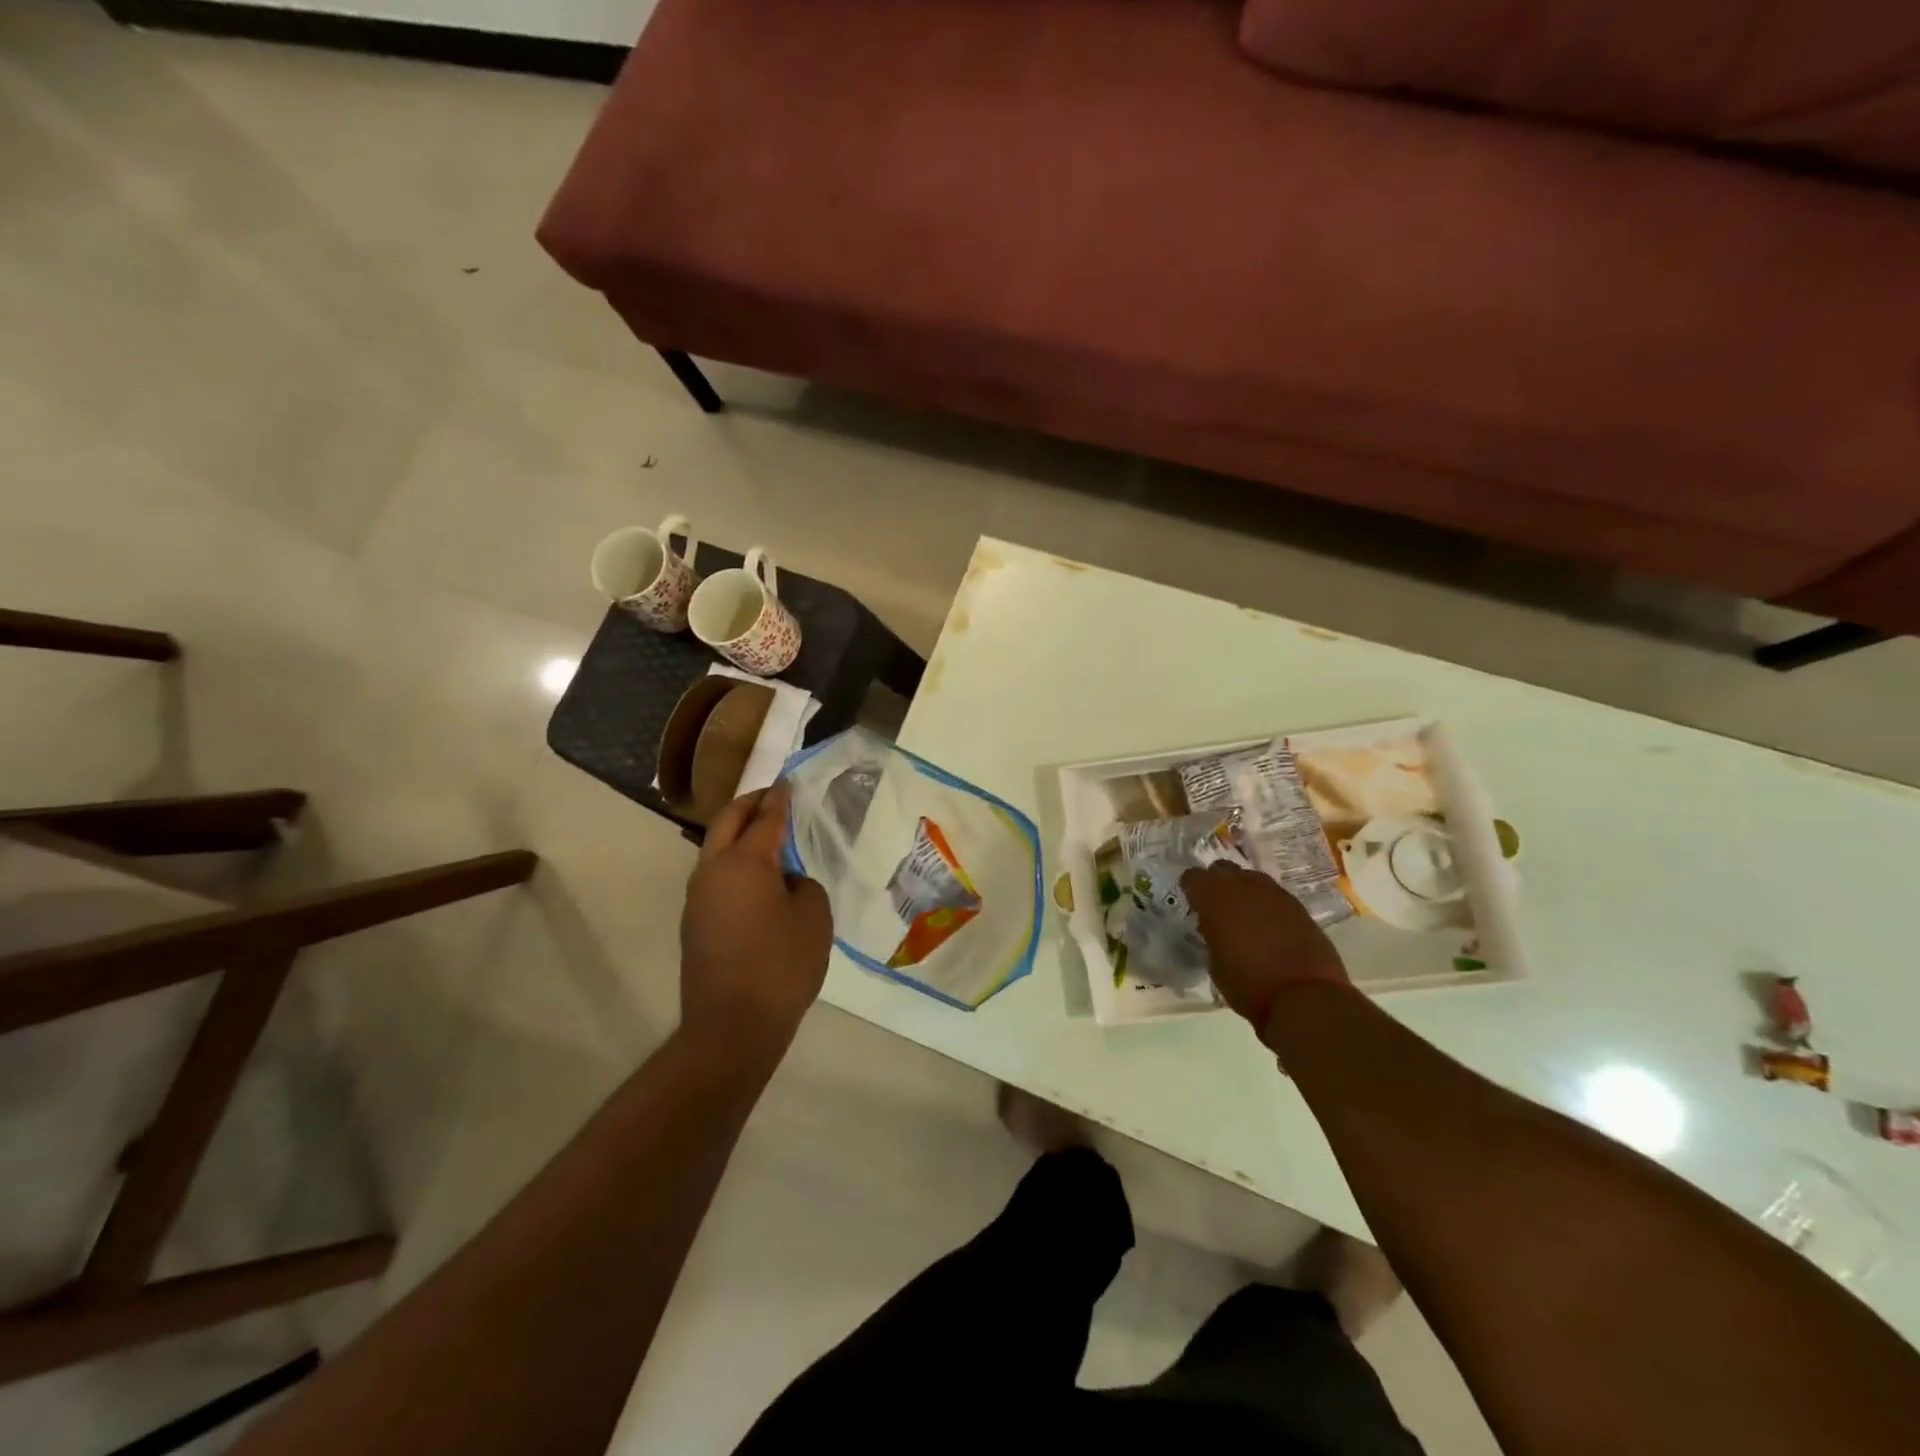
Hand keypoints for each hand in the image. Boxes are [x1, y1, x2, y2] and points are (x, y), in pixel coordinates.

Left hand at [680, 784, 832, 1058]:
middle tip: (772, 796)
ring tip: (767, 834)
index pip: (765, 818)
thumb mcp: (813, 918)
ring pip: (716, 849)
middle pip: (727, 822)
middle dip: (749, 805)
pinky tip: (758, 877)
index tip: (787, 782)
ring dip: (738, 834)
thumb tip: (784, 882)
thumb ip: (802, 885)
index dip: (779, 798)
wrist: (732, 1027)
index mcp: (743, 862)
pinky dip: (734, 862)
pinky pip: (715, 876)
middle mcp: (712, 872)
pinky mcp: (694, 923)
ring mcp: (698, 899)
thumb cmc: (781, 966)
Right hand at [1182, 862, 1348, 1035]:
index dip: (1191, 889)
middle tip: (1217, 909)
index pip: (1193, 876)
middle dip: (1217, 884)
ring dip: (1244, 892)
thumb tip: (1216, 929)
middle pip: (1223, 869)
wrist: (1305, 998)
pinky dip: (1267, 906)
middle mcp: (1244, 887)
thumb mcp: (1215, 964)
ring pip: (1251, 878)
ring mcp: (1275, 893)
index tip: (1193, 906)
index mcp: (1215, 899)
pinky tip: (1270, 928)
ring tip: (1245, 917)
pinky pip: (1274, 895)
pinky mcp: (1299, 906)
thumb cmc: (1249, 985)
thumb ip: (1212, 936)